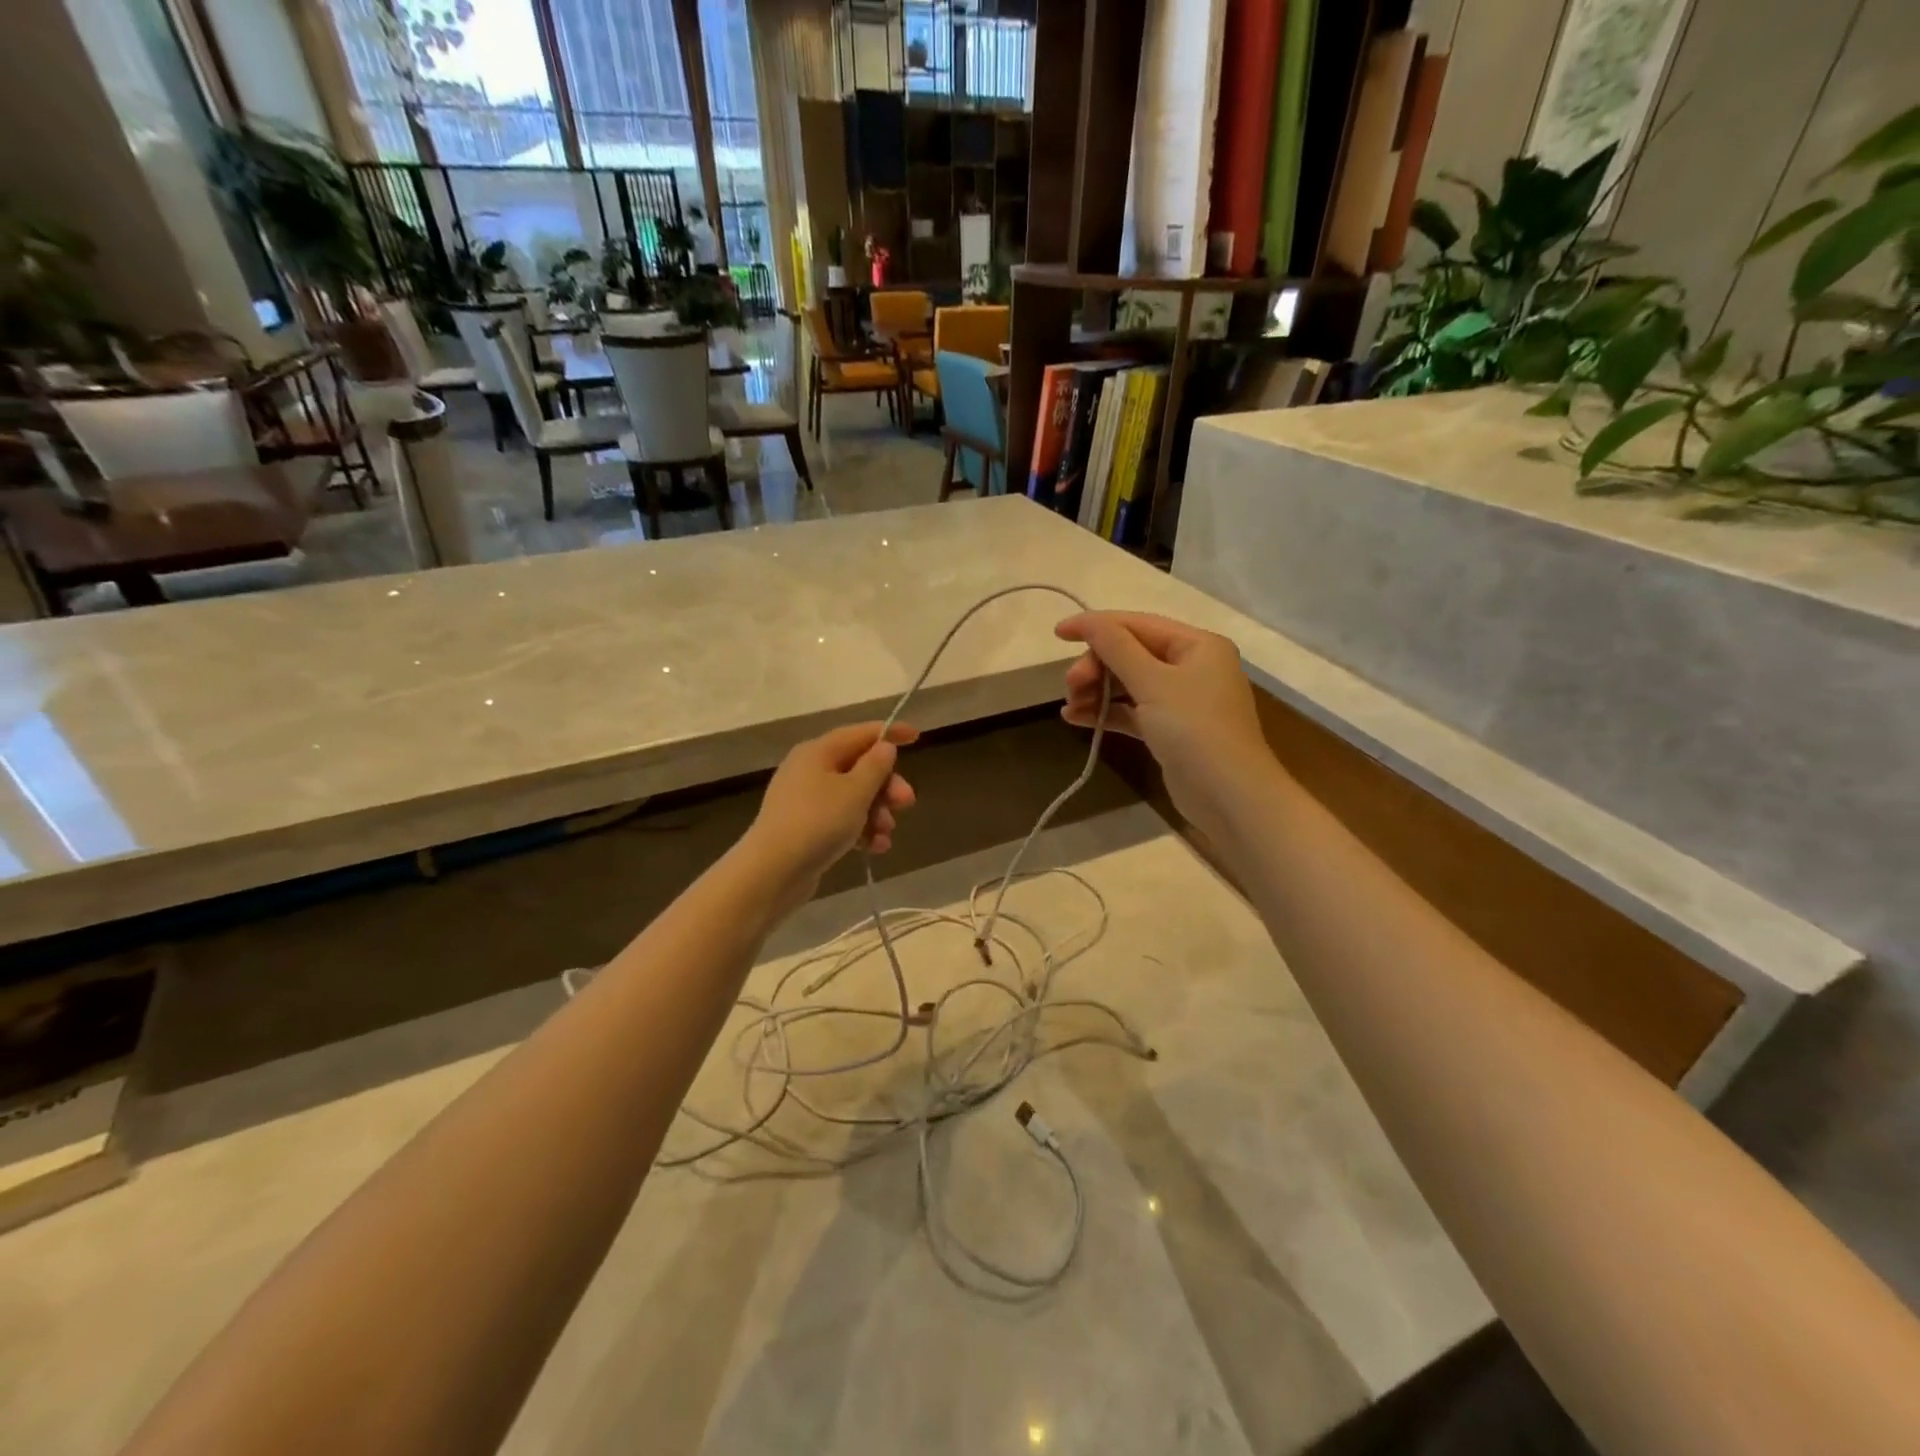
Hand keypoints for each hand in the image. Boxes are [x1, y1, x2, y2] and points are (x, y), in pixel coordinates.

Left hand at [745, 721, 918, 907]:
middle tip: (907, 803)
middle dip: (887, 786)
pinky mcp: (806, 828)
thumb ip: (875, 766)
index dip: (890, 733)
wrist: (772, 872)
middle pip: (859, 767)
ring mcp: (806, 800)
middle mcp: (809, 770)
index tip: (918, 737)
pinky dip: (861, 829)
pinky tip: (876, 848)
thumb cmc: (817, 822)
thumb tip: (884, 746)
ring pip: (853, 797)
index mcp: (818, 752)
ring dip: (877, 812)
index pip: (860, 733)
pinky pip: (841, 820)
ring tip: (887, 833)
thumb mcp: (855, 791)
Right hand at [1055, 611, 1274, 837]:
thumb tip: (1088, 621)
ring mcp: (1181, 700)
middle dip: (1096, 667)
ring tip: (1070, 708)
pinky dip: (1106, 712)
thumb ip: (1116, 648)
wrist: (1228, 796)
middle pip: (1130, 654)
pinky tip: (1075, 719)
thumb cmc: (1194, 729)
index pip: (1137, 624)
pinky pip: (1132, 711)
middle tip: (1071, 687)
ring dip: (1096, 691)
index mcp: (1197, 645)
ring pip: (1128, 684)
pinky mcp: (1170, 730)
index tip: (1057, 633)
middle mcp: (1192, 666)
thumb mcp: (1152, 682)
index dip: (1095, 626)